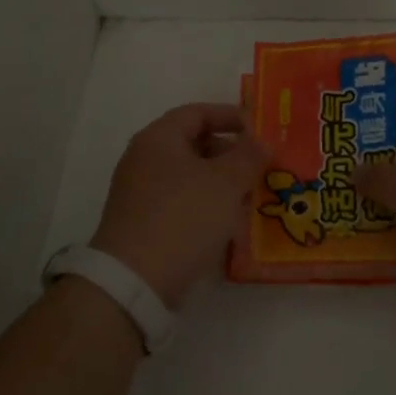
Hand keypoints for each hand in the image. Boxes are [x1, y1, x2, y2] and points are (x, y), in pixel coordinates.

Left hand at [91, 103, 267, 308]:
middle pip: (193, 143)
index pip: (197, 112)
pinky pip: (182, 203)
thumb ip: (248, 156)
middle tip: (260, 166)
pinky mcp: (143, 224)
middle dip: (230, 152)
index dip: (231, 116)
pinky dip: (207, 205)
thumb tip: (261, 141)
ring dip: (221, 182)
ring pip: (190, 176)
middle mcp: (144, 159)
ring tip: (252, 196)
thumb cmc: (182, 218)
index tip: (260, 129)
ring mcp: (140, 193)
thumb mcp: (225, 182)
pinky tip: (229, 223)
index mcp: (159, 138)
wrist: (134, 282)